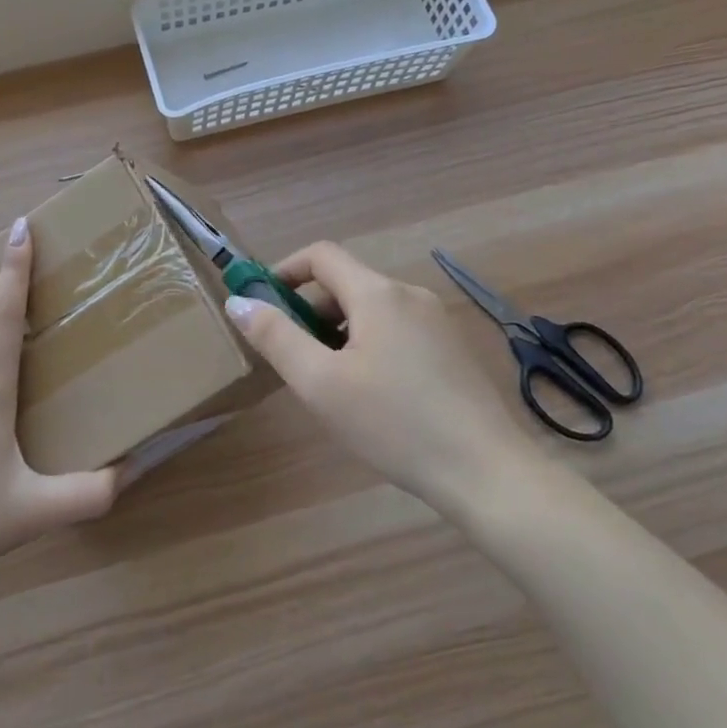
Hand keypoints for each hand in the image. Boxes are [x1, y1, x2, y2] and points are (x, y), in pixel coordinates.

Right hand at [224, 242, 539, 519]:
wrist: (488, 472)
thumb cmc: (394, 424)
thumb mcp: (320, 383)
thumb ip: (276, 337)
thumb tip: (239, 302)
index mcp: (378, 293)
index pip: (321, 255)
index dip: (284, 271)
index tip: (263, 305)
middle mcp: (410, 294)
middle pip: (347, 283)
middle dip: (311, 310)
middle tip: (293, 358)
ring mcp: (438, 321)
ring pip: (372, 310)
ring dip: (339, 331)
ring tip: (329, 383)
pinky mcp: (454, 349)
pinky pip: (398, 331)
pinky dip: (370, 345)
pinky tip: (372, 395)